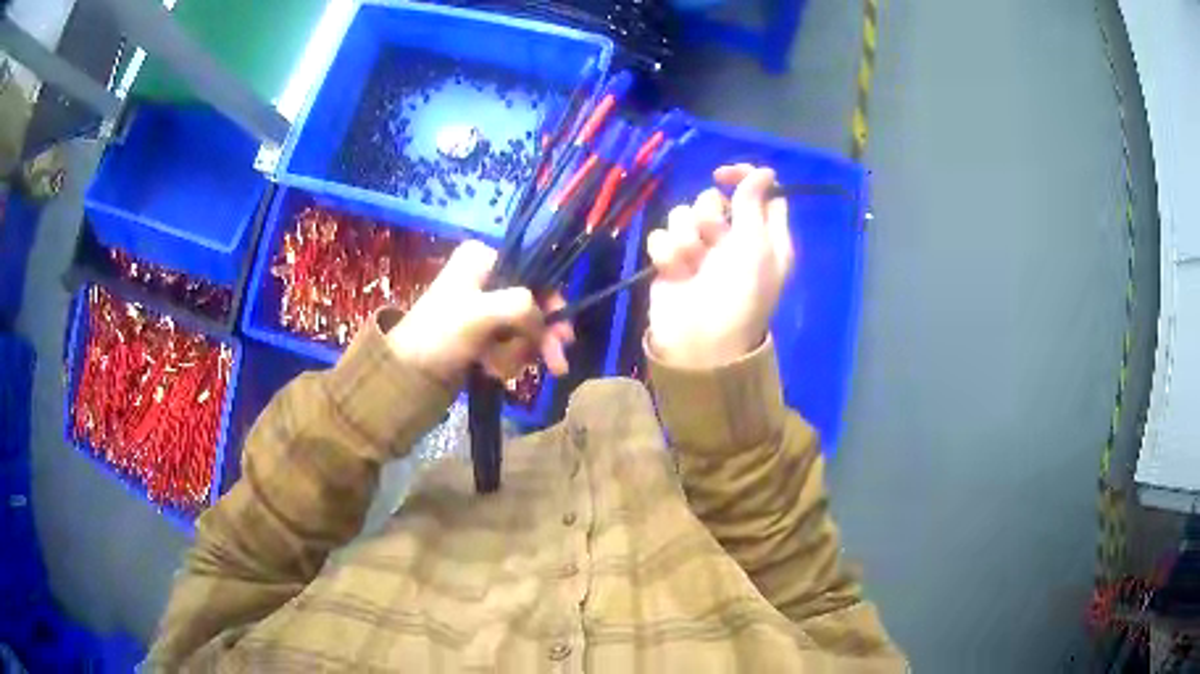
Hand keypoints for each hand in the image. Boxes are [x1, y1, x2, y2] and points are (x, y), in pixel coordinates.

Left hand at [386, 240, 573, 384]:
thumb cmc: (440, 334)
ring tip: (496, 368)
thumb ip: (523, 307)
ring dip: (517, 352)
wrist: (407, 374)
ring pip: (523, 328)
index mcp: (483, 257)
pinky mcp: (481, 332)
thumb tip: (545, 322)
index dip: (552, 304)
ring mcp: (484, 306)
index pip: (535, 274)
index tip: (563, 335)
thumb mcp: (482, 313)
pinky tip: (490, 370)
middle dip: (539, 337)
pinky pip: (510, 343)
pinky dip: (506, 360)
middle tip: (557, 366)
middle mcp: (486, 276)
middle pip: (533, 304)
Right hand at [646, 164, 793, 368]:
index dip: (742, 178)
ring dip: (686, 238)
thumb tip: (765, 170)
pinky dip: (667, 253)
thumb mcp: (755, 245)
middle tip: (712, 241)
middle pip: (715, 200)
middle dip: (708, 216)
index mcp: (765, 236)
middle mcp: (734, 239)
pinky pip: (662, 235)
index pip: (759, 192)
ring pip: (684, 214)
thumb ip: (753, 202)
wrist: (697, 339)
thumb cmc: (738, 293)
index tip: (722, 175)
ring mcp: (700, 249)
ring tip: (691, 264)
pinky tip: (674, 272)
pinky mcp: (671, 259)